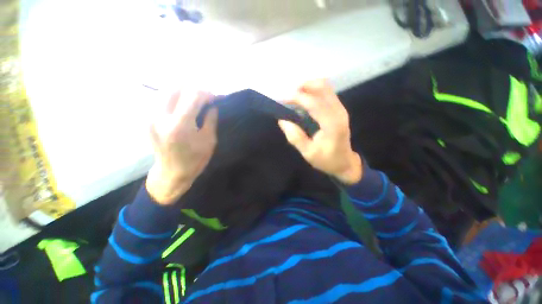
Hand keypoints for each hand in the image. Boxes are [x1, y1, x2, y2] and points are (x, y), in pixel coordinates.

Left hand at [146, 90, 217, 204]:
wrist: (172, 173)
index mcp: (180, 125)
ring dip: (182, 90)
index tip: (215, 97)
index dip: (206, 93)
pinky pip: (160, 99)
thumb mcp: (209, 141)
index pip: (193, 96)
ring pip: (165, 90)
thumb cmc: (195, 159)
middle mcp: (161, 117)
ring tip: (194, 98)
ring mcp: (150, 117)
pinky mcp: (147, 119)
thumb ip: (210, 119)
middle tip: (204, 96)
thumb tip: (212, 105)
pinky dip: (173, 96)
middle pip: (175, 87)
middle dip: (193, 87)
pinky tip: (182, 103)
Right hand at [278, 80, 361, 184]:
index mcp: (332, 125)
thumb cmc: (326, 160)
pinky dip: (312, 91)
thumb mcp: (308, 153)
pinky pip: (325, 92)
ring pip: (325, 87)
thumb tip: (282, 120)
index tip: (282, 99)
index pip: (315, 103)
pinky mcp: (338, 108)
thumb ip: (295, 137)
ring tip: (293, 96)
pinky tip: (303, 99)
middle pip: (323, 87)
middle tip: (288, 96)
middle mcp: (339, 112)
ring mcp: (340, 108)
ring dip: (307, 87)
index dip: (298, 97)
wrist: (344, 162)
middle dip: (303, 86)